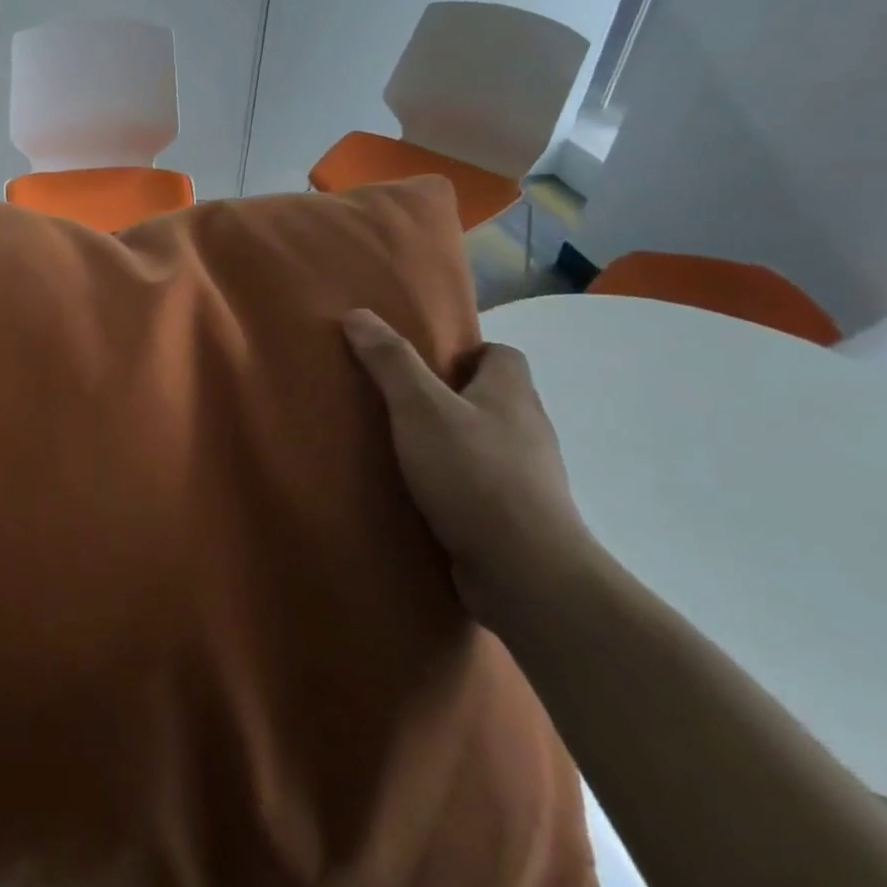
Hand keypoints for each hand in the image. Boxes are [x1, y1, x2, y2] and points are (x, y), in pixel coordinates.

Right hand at [342, 309, 591, 628]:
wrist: (526, 573)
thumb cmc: (473, 475)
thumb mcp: (419, 408)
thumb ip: (390, 362)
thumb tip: (358, 314)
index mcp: (512, 394)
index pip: (502, 354)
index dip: (465, 352)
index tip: (422, 363)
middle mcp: (528, 430)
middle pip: (492, 398)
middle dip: (450, 397)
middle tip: (399, 402)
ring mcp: (528, 478)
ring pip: (487, 444)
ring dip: (452, 442)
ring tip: (402, 448)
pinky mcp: (518, 518)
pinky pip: (483, 486)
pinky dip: (456, 484)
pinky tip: (422, 494)